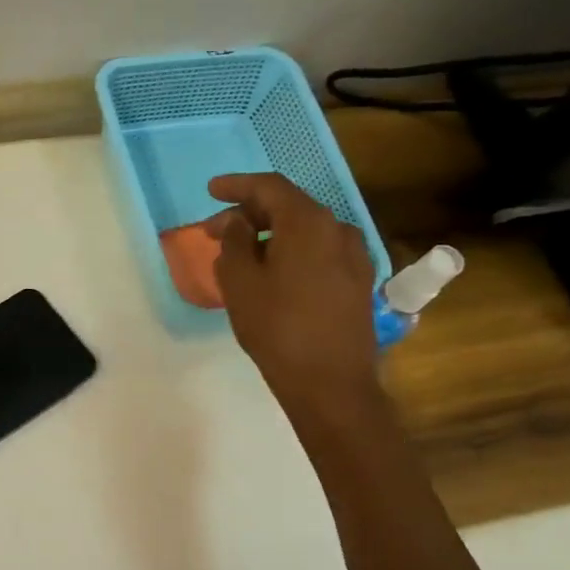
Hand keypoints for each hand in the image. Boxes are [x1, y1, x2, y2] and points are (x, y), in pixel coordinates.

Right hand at [207, 172, 382, 418]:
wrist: (331, 383)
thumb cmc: (277, 328)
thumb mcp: (240, 283)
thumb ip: (233, 243)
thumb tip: (236, 222)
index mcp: (308, 222)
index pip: (269, 187)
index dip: (237, 186)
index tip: (211, 190)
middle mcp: (337, 229)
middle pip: (290, 207)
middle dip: (250, 214)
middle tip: (217, 230)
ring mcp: (354, 256)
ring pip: (306, 231)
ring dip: (272, 234)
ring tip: (243, 253)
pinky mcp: (358, 281)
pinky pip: (319, 252)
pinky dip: (292, 252)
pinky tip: (275, 272)